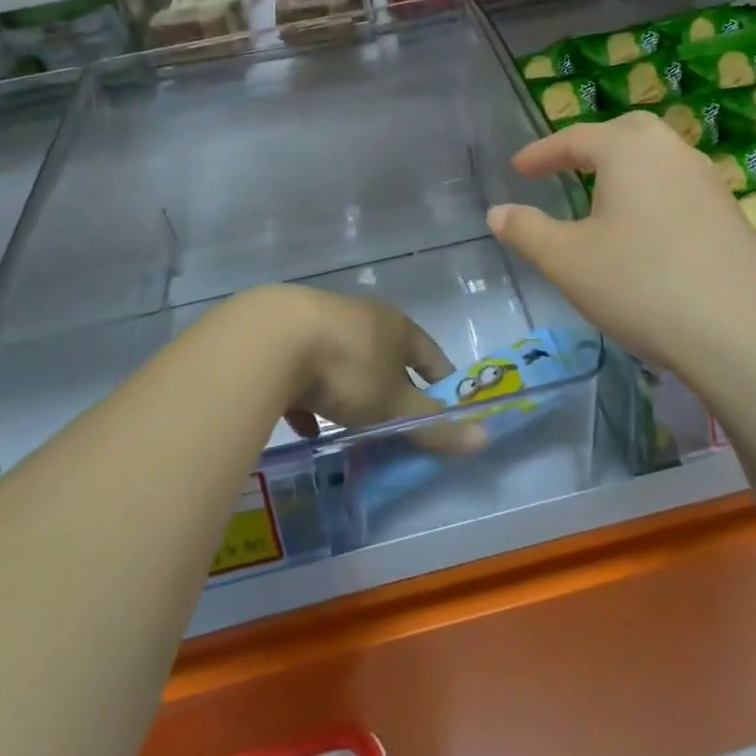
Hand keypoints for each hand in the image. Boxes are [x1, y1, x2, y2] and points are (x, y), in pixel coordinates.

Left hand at [234, 284, 484, 452]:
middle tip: (396, 424)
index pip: (431, 354)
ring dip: (351, 393)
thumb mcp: (395, 404)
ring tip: (351, 428)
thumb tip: (485, 438)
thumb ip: (434, 424)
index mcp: (397, 326)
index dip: (442, 382)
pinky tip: (304, 426)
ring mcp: (322, 323)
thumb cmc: (348, 367)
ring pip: (346, 363)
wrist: (270, 339)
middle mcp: (363, 317)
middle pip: (387, 356)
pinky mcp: (285, 338)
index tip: (447, 409)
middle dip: (393, 389)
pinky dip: (311, 400)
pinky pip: (307, 374)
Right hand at [487, 113, 755, 386]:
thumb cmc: (641, 284)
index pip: (575, 138)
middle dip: (588, 148)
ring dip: (623, 171)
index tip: (517, 167)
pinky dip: (650, 196)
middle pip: (623, 135)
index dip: (541, 153)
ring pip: (655, 161)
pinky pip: (677, 188)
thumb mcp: (567, 260)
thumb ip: (527, 230)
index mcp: (629, 148)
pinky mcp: (730, 214)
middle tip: (562, 169)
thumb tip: (497, 211)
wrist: (744, 333)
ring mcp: (708, 181)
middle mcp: (672, 151)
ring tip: (600, 200)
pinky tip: (645, 233)